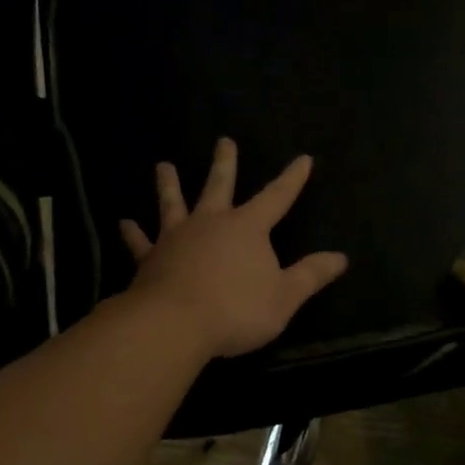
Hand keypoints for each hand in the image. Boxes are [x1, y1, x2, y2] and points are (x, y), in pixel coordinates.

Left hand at [119, 138, 348, 359]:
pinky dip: (133, 233)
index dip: (292, 179)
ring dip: (169, 184)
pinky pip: (140, 242)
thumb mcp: (285, 297)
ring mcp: (176, 238)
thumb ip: (311, 275)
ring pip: (173, 203)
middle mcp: (211, 223)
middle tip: (223, 140)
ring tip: (163, 165)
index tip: (303, 159)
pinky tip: (124, 222)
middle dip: (225, 163)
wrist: (175, 324)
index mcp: (247, 228)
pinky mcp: (150, 259)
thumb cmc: (237, 310)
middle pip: (219, 186)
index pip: (277, 197)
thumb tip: (341, 257)